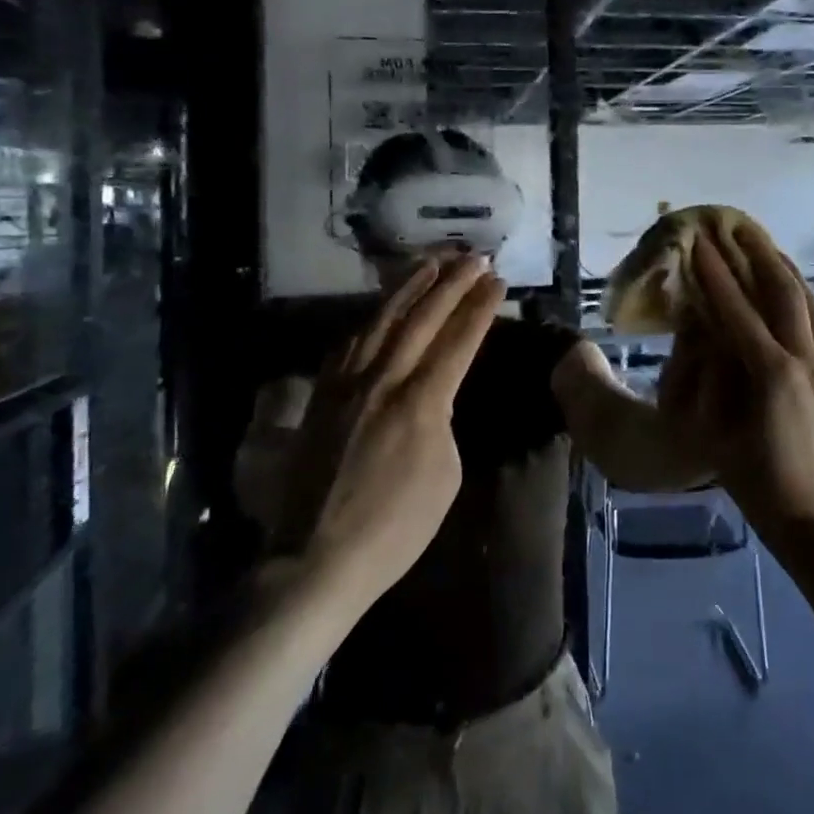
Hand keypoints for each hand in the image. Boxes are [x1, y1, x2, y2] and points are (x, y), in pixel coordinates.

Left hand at [299, 255, 505, 600]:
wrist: (316, 556)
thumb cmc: (395, 528)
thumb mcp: (444, 476)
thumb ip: (442, 421)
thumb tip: (434, 396)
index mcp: (420, 402)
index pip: (458, 340)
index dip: (480, 307)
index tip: (497, 280)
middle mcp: (383, 379)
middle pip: (422, 317)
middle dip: (452, 283)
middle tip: (474, 256)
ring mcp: (346, 383)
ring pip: (382, 319)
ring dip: (409, 286)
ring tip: (431, 262)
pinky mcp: (321, 394)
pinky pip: (349, 342)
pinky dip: (372, 317)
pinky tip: (382, 307)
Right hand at [662, 224, 813, 541]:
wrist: (811, 515)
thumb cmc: (752, 478)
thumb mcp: (712, 429)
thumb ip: (706, 375)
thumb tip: (700, 328)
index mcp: (770, 374)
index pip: (736, 310)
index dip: (715, 274)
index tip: (699, 243)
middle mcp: (803, 359)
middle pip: (781, 291)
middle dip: (756, 254)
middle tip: (734, 226)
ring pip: (807, 301)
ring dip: (783, 267)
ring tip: (763, 244)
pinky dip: (802, 294)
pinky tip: (791, 286)